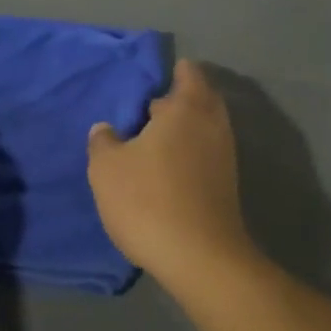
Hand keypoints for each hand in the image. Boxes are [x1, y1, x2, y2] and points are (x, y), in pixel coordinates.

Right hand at [88, 59, 253, 285]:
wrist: (200, 258)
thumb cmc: (148, 199)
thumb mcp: (107, 168)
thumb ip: (104, 141)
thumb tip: (106, 129)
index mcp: (187, 108)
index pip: (188, 73)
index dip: (172, 72)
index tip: (149, 81)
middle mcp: (212, 124)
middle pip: (199, 100)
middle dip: (175, 102)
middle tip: (144, 112)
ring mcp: (225, 156)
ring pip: (203, 129)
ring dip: (181, 131)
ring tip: (149, 143)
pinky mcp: (227, 185)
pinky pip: (206, 154)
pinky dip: (189, 154)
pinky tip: (164, 170)